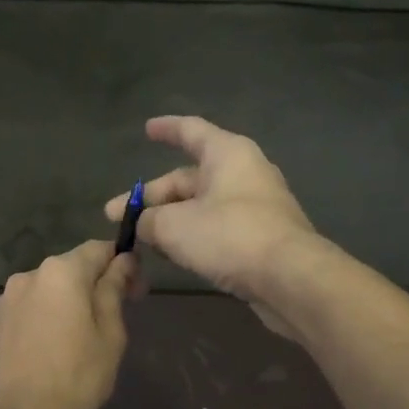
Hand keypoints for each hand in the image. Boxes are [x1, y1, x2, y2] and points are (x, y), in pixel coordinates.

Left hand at [0, 240, 136, 408]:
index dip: (122, 263)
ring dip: (62, 304)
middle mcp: (27, 276)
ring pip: (43, 292)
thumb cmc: (77, 377)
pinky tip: (46, 353)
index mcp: (61, 272)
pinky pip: (23, 313)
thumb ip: (114, 289)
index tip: (136, 289)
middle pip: (69, 270)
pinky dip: (38, 322)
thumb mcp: (109, 334)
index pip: (98, 249)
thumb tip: (123, 261)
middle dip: (92, 286)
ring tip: (74, 341)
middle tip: (111, 319)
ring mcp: (2, 301)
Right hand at [105, 116, 322, 335]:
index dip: (165, 129)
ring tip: (140, 240)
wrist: (291, 279)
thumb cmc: (230, 236)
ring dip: (169, 219)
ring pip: (201, 205)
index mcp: (227, 153)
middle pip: (188, 177)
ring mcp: (255, 206)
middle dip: (151, 197)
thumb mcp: (173, 226)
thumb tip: (144, 225)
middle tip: (116, 217)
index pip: (190, 130)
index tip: (146, 129)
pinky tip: (171, 254)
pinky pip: (217, 227)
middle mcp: (244, 172)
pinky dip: (192, 235)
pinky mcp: (260, 236)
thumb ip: (149, 221)